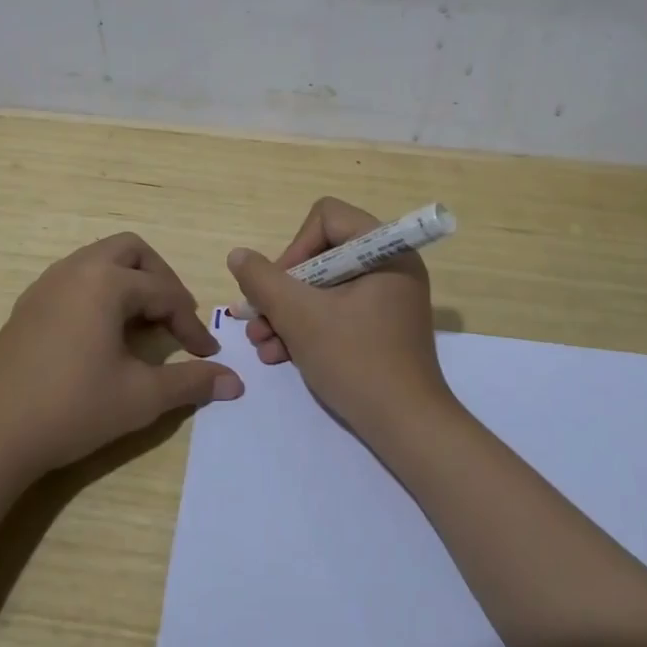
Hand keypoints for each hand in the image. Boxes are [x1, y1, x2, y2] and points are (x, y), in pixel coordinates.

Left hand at [0, 233, 243, 478]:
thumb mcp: (140, 397)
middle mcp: (75, 270)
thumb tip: (235, 381)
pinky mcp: (27, 306)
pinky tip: (102, 335)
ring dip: (128, 283)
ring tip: (142, 324)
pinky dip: (99, 293)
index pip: (164, 293)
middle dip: (160, 279)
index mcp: (105, 282)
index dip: (191, 324)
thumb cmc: (71, 409)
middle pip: (131, 252)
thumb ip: (191, 383)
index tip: (206, 355)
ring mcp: (45, 285)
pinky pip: (75, 279)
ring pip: (99, 261)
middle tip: (173, 317)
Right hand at [226, 197, 452, 443]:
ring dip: (288, 313)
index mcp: (385, 249)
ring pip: (324, 286)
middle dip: (283, 290)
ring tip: (263, 345)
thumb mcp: (300, 317)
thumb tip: (239, 255)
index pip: (326, 218)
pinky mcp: (382, 325)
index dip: (294, 248)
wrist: (407, 428)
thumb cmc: (356, 361)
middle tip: (259, 321)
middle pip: (321, 254)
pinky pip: (338, 310)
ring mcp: (388, 297)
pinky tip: (281, 356)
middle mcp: (390, 264)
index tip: (279, 287)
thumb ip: (263, 281)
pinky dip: (309, 327)